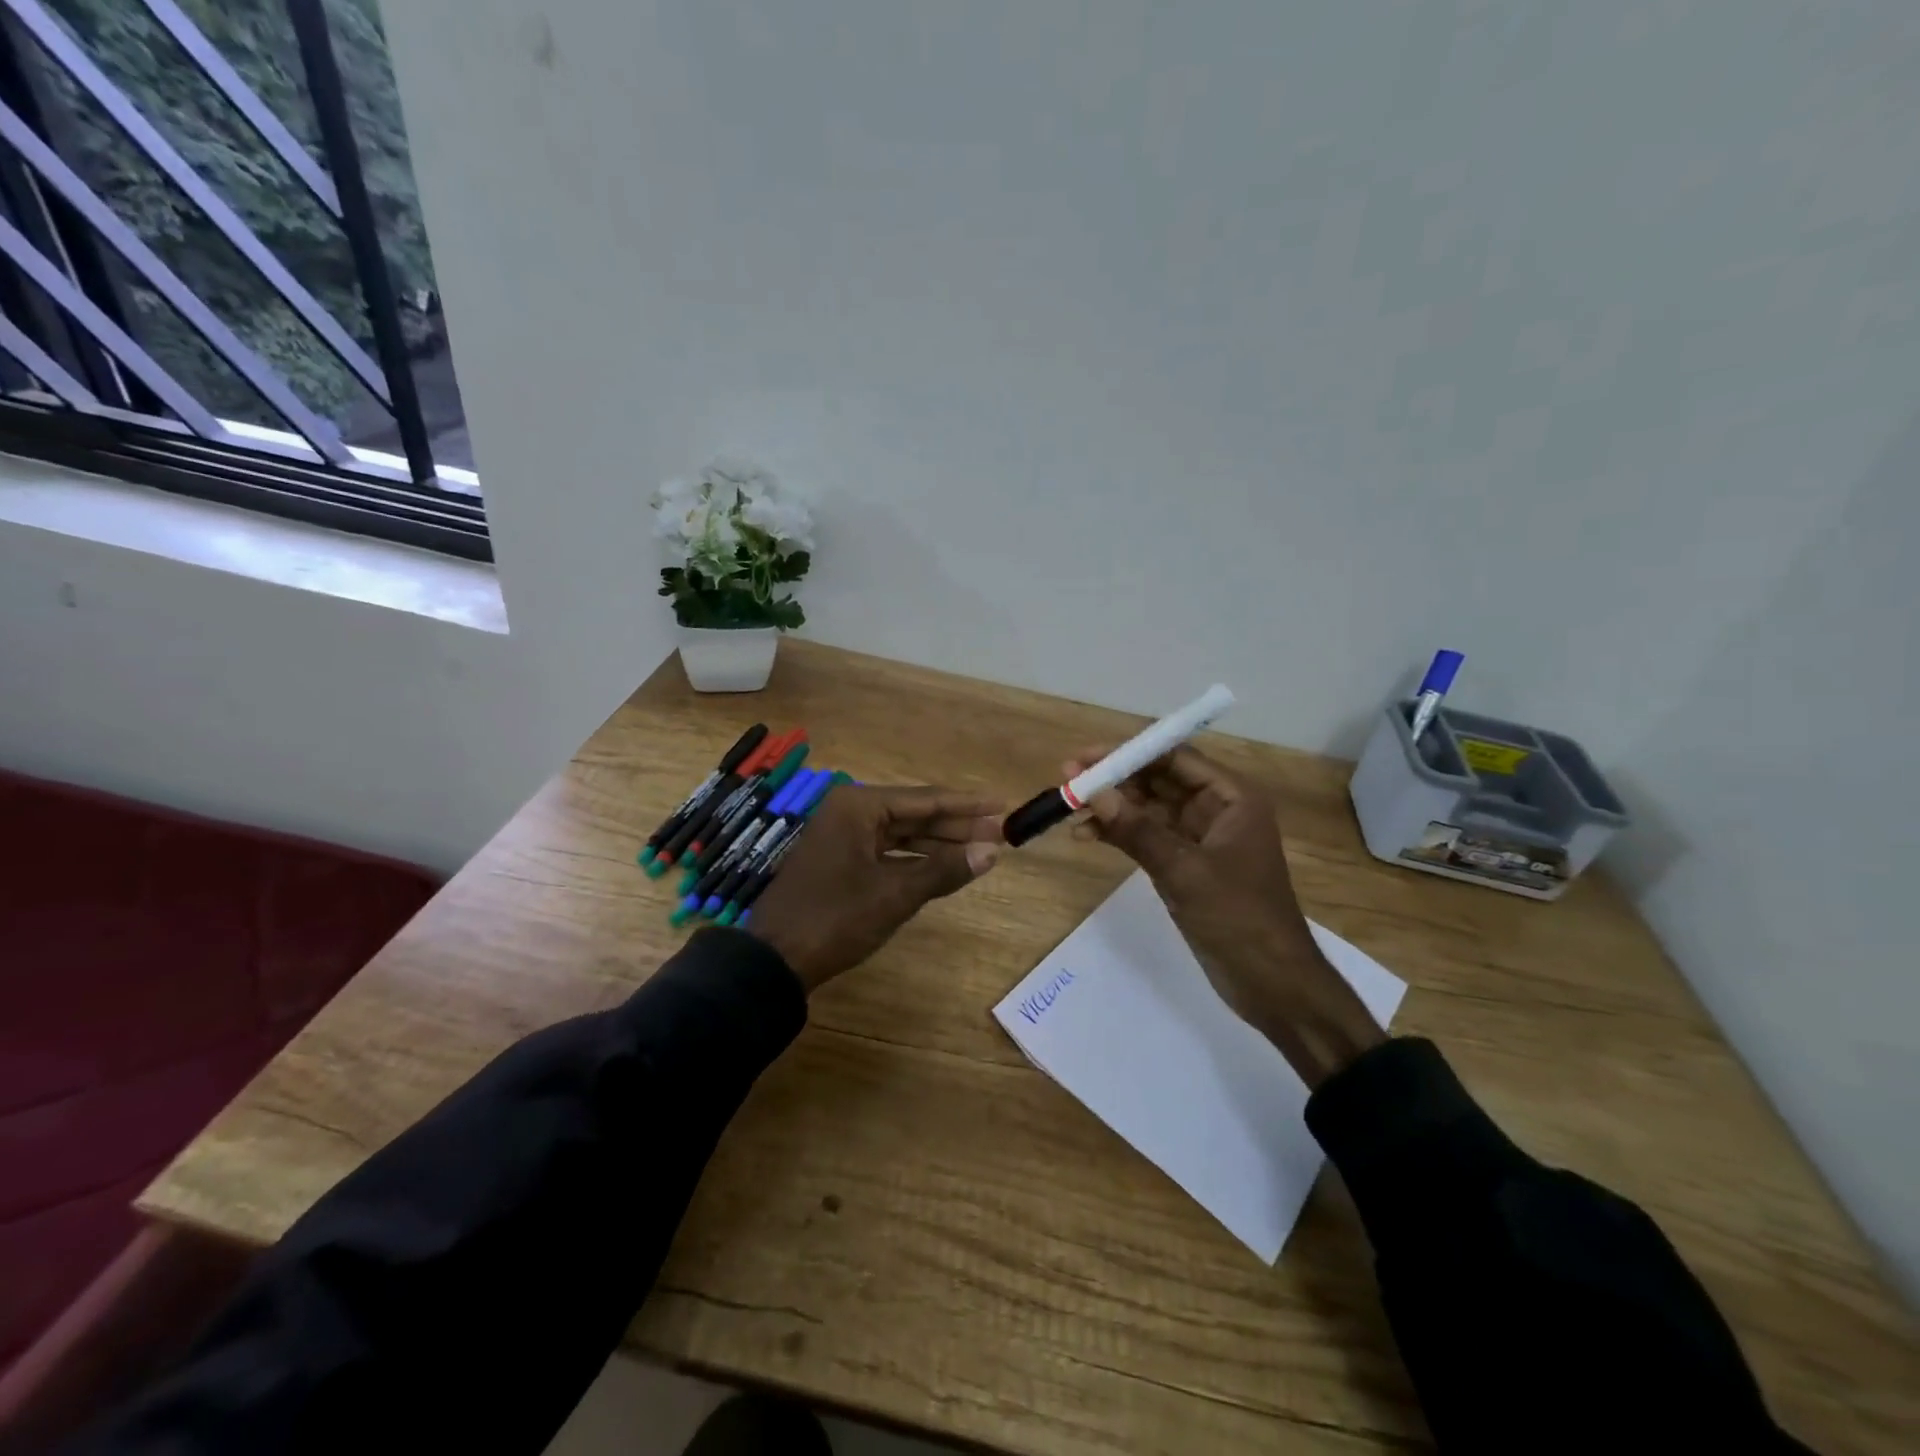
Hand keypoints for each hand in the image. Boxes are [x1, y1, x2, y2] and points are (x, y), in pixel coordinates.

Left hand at [747, 785, 1004, 992]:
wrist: (774, 960)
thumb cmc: (835, 918)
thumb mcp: (895, 894)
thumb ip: (944, 870)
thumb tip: (991, 852)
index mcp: (859, 805)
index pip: (926, 799)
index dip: (967, 805)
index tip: (1003, 806)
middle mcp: (850, 812)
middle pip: (916, 814)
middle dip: (958, 825)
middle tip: (1001, 832)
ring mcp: (843, 836)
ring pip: (903, 834)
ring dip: (940, 844)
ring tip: (982, 850)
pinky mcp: (841, 861)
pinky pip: (888, 852)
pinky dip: (916, 860)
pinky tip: (944, 867)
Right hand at [1065, 744, 1383, 1088]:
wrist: (1271, 983)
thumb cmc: (1239, 918)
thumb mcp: (1185, 871)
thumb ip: (1137, 830)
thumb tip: (1093, 792)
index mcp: (1232, 798)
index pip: (1175, 758)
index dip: (1129, 753)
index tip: (1085, 757)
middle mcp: (1216, 809)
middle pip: (1158, 779)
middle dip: (1114, 778)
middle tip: (1068, 779)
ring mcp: (1199, 838)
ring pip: (1148, 808)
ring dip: (1111, 807)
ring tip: (1069, 808)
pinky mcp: (1185, 865)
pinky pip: (1146, 837)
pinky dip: (1118, 834)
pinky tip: (1086, 835)